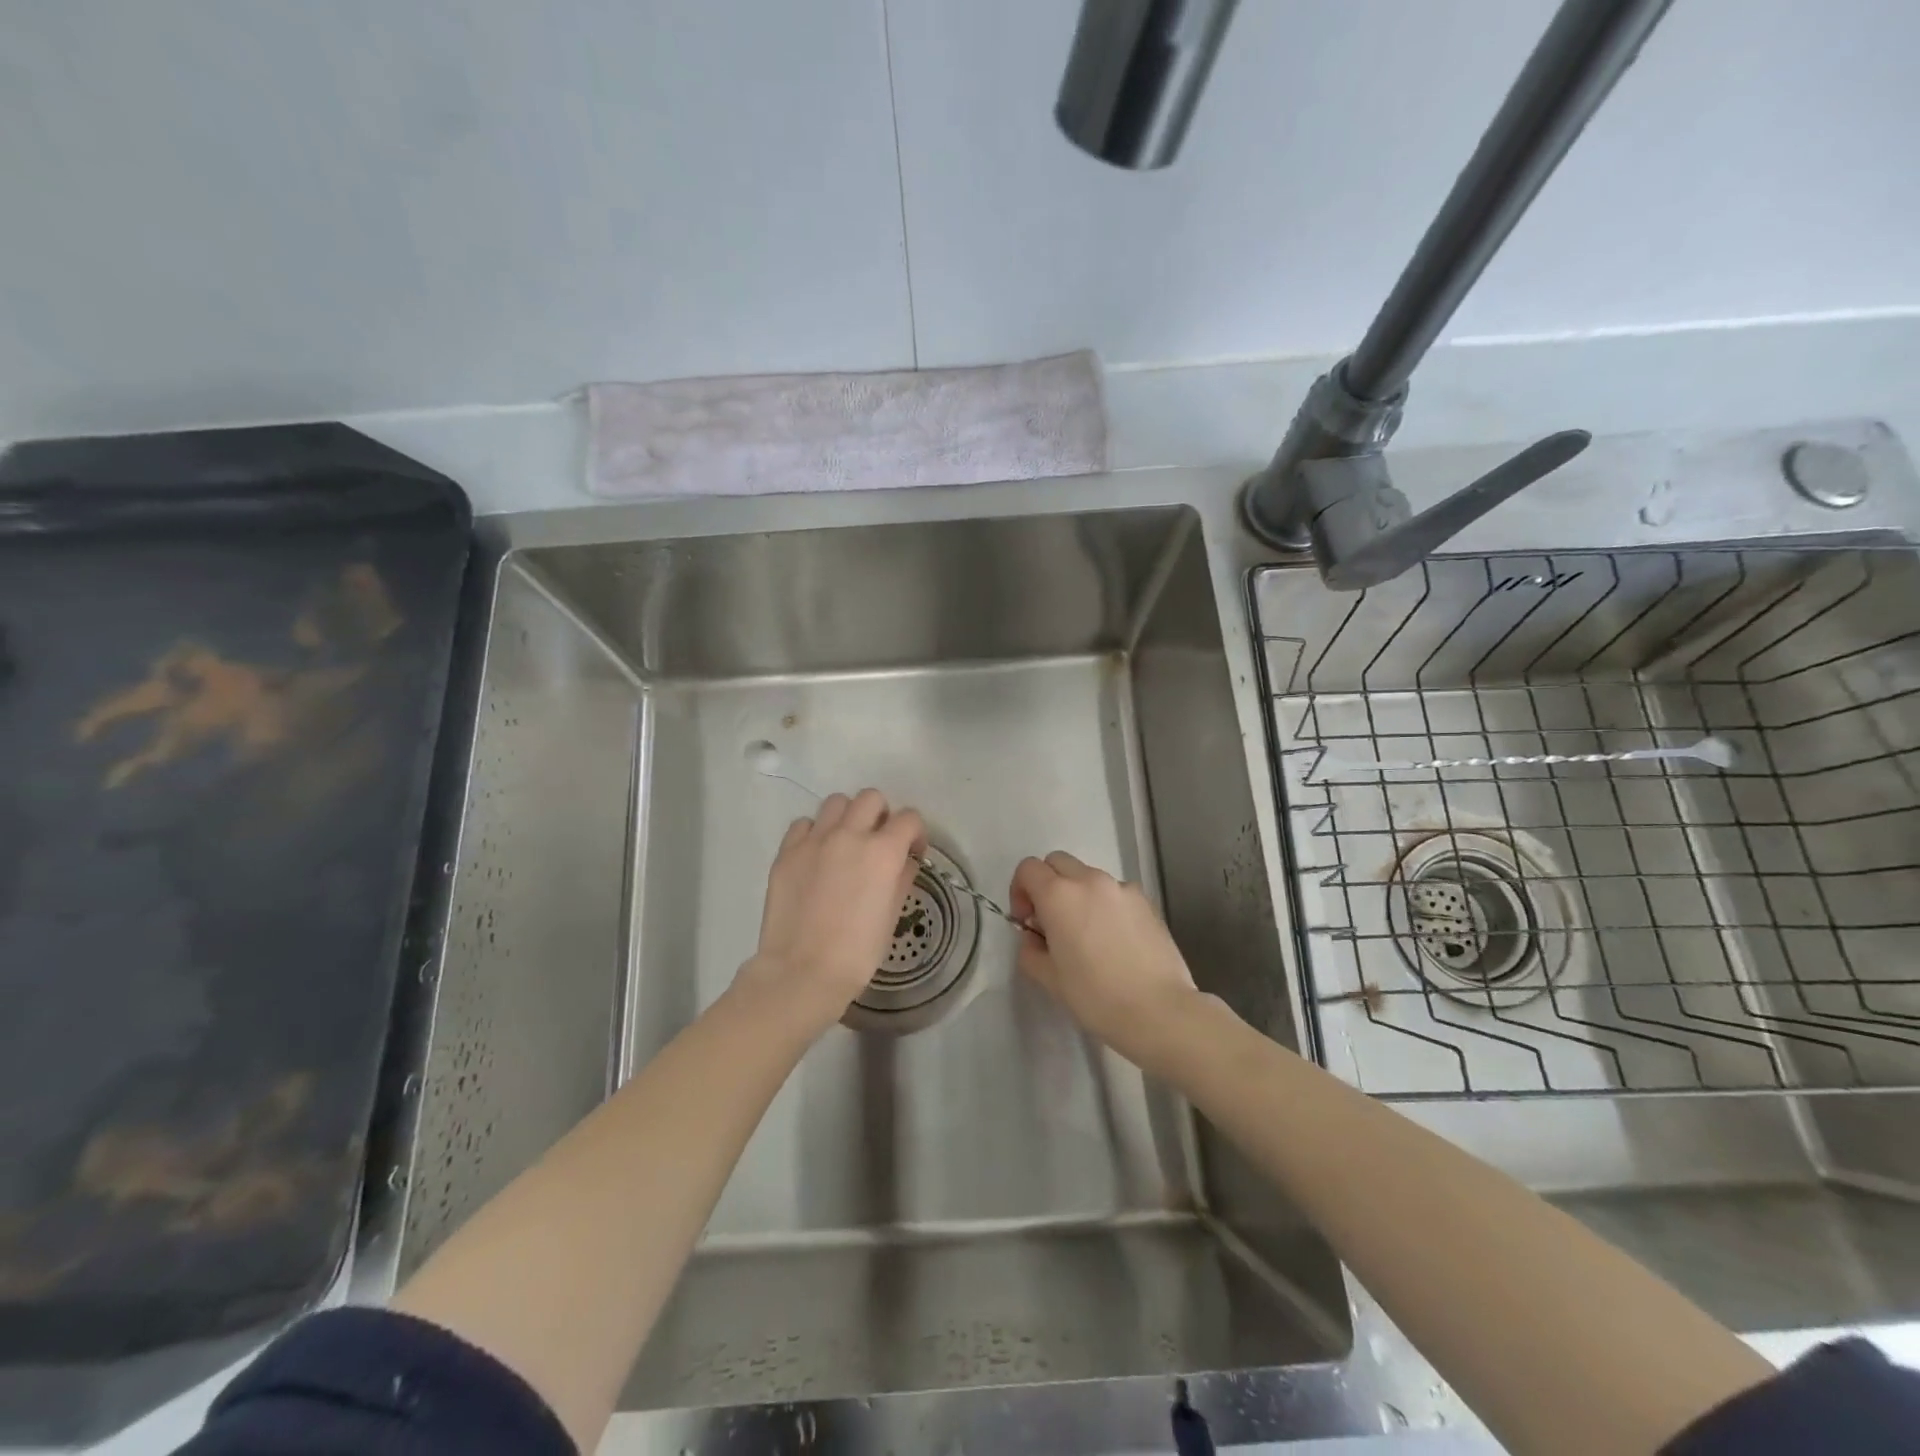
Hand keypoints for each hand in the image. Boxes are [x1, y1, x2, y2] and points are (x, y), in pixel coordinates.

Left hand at [739, 788, 926, 1037]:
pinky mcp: (787, 852)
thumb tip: (904, 862)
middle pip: (871, 798)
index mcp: (883, 851)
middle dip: (881, 815)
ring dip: (847, 817)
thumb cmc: (857, 952)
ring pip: (836, 803)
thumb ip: (902, 878)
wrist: (803, 972)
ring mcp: (814, 840)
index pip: (909, 819)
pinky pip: (804, 824)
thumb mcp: (892, 915)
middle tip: (878, 843)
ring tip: (845, 844)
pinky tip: (816, 856)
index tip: (912, 853)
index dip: (916, 834)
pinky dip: (815, 833)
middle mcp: (850, 835)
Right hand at [1009, 852, 1202, 1074]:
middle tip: (1052, 923)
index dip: (1020, 891)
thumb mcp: (1049, 979)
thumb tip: (1035, 938)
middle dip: (1048, 884)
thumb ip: (1030, 950)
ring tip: (1087, 934)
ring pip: (1088, 876)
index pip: (1028, 868)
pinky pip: (1115, 892)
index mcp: (1059, 895)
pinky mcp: (1146, 901)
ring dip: (1078, 894)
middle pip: (1058, 862)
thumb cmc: (1096, 997)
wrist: (1159, 1011)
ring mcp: (1122, 888)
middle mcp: (1090, 880)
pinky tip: (1115, 941)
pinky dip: (1106, 905)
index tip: (1027, 922)